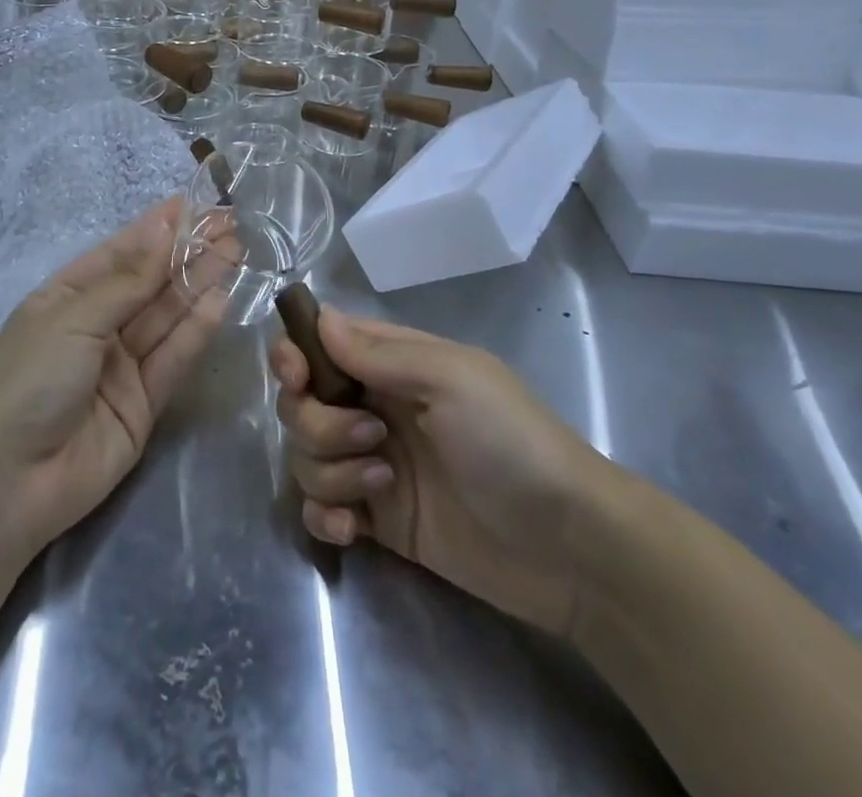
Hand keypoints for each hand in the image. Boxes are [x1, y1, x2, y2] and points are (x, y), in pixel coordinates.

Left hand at [0, 198, 224, 557]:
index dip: (158, 228)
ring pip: (168, 316)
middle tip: (231, 225)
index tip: (196, 203)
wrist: (4, 483)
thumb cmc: (29, 378)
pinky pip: (174, 359)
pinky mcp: (143, 404)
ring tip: (236, 251)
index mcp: (68, 297)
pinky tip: (221, 299)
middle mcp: (97, 326)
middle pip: (150, 283)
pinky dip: (197, 330)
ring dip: (200, 283)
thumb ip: (129, 280)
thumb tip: (165, 228)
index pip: (121, 253)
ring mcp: (121, 366)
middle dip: (188, 252)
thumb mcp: (75, 317)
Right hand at [272, 308, 620, 638]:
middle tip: (373, 439)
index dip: (295, 355)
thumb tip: (320, 317)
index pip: (322, 343)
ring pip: (306, 456)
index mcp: (392, 364)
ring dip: (330, 471)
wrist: (566, 545)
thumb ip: (379, 353)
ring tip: (383, 486)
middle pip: (302, 403)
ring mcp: (372, 465)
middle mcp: (374, 407)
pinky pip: (318, 510)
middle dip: (319, 423)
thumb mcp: (451, 379)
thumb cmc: (510, 440)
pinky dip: (324, 517)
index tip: (295, 377)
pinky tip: (353, 531)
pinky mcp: (377, 521)